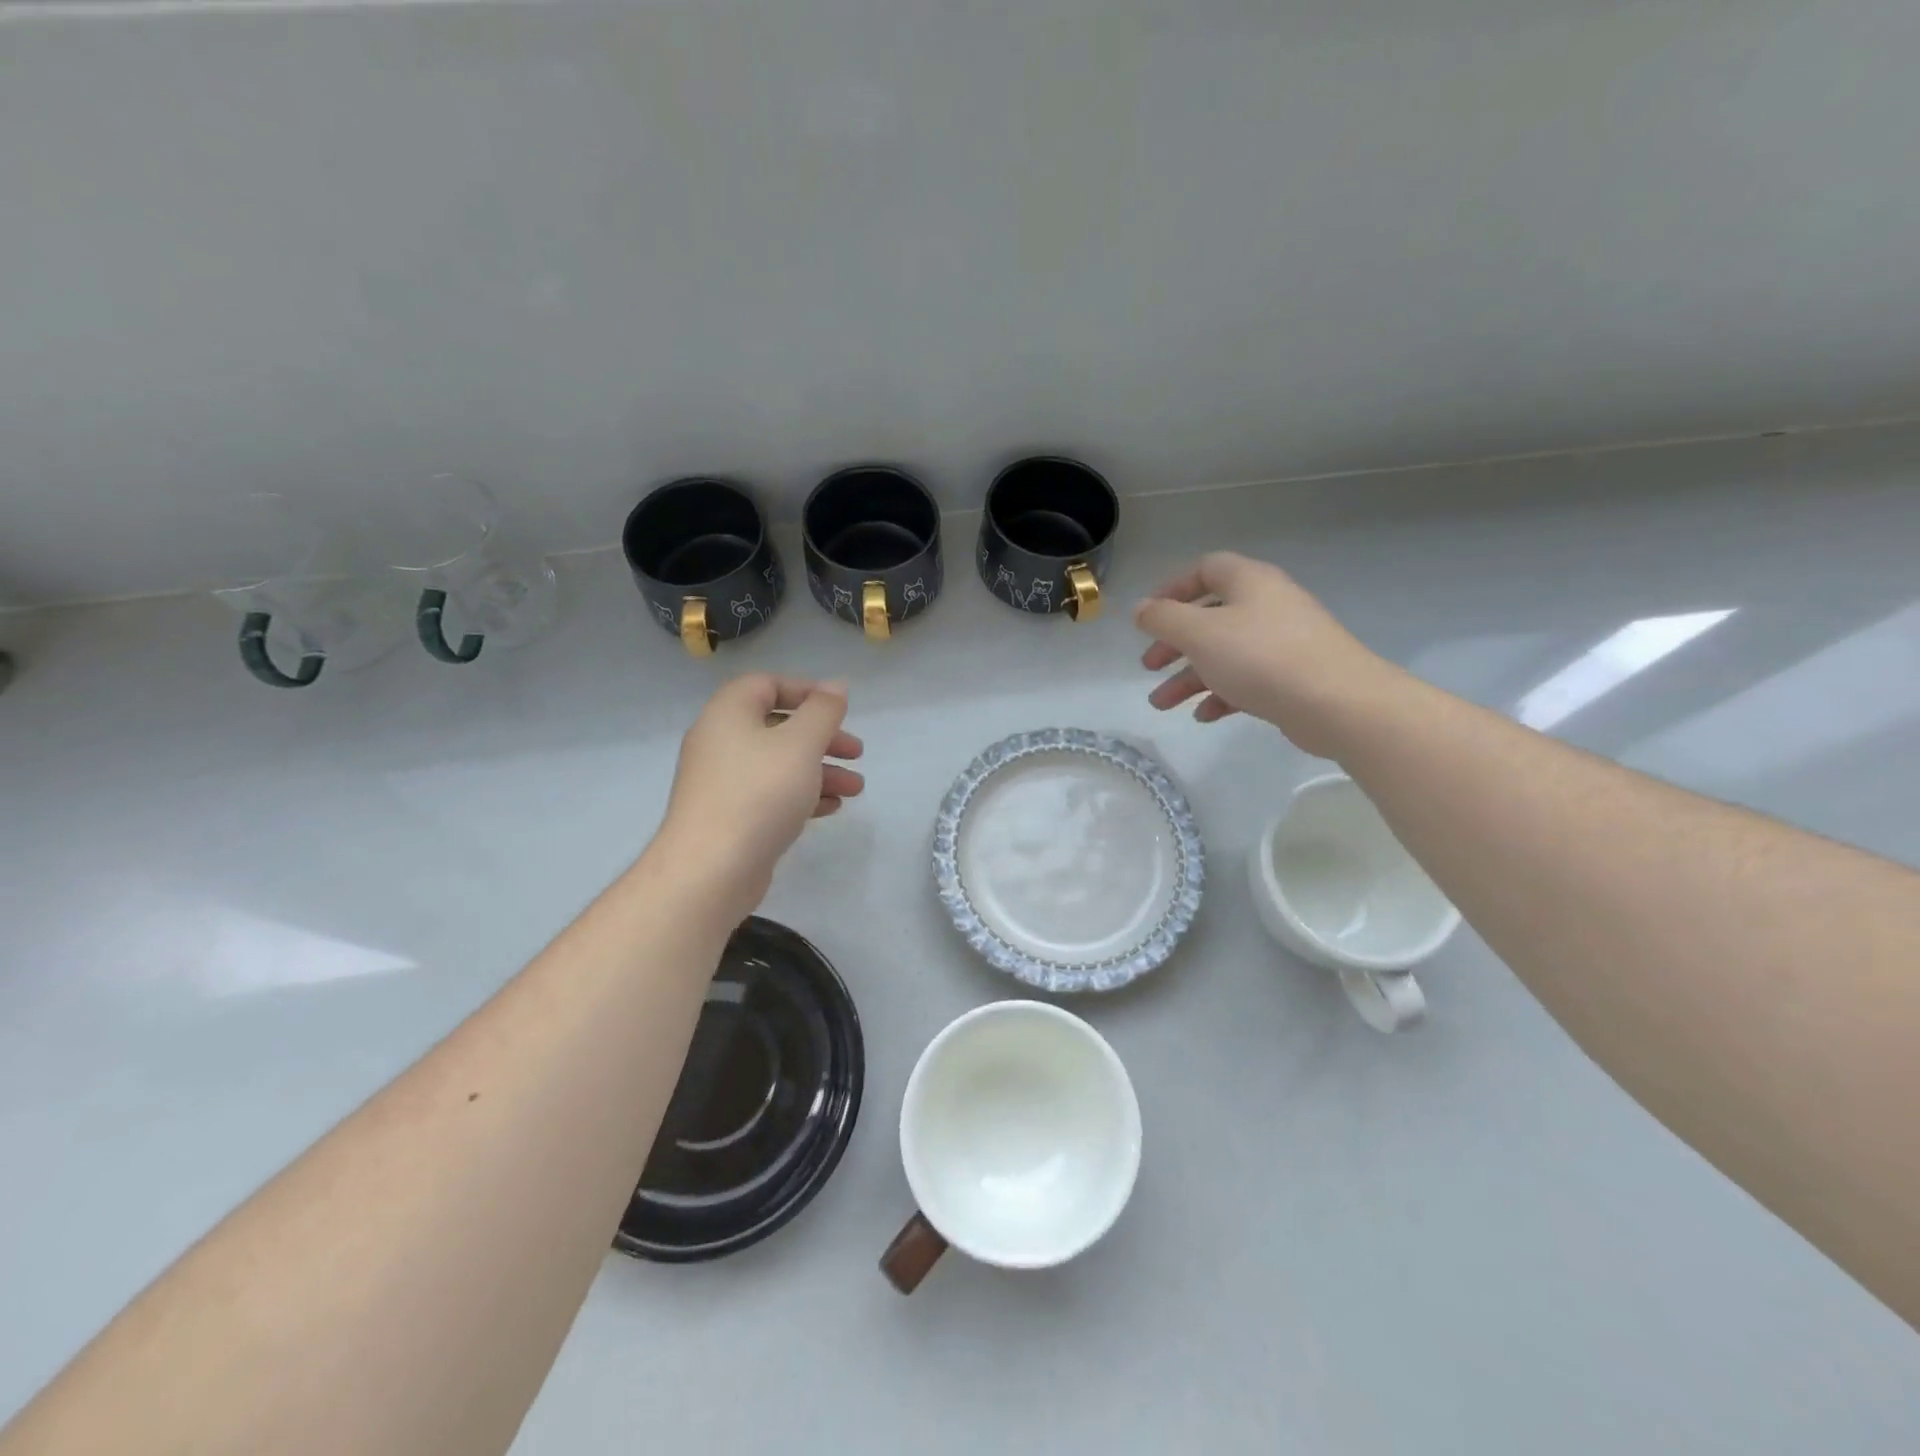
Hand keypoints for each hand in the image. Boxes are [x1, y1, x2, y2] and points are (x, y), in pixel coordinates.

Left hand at [657, 674, 864, 914]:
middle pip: (778, 727)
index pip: (766, 685)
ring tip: (856, 789)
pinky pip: (770, 794)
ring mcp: (722, 782)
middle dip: (822, 738)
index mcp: (729, 714)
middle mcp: (720, 742)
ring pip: (778, 764)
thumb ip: (823, 712)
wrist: (711, 869)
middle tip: (856, 751)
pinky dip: (801, 795)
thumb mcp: (801, 744)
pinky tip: (831, 808)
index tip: (840, 708)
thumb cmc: (759, 794)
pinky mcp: (729, 816)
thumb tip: (836, 686)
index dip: (806, 690)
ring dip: (820, 771)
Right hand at [1135, 552, 1393, 757]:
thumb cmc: (1260, 657)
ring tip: (1161, 705)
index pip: (1205, 569)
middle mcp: (1267, 605)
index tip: (1148, 617)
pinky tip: (1204, 716)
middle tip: (1149, 666)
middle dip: (1174, 643)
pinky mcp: (1293, 676)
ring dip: (1189, 677)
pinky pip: (1247, 679)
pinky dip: (1221, 693)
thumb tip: (1140, 608)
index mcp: (1249, 582)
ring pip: (1225, 653)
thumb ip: (1163, 619)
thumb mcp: (1199, 633)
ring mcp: (1283, 642)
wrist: (1338, 702)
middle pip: (1210, 617)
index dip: (1172, 589)